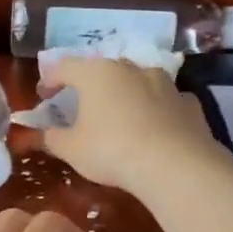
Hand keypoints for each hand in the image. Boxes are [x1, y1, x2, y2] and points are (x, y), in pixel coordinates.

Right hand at [39, 56, 217, 193]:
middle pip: (103, 70)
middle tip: (81, 105)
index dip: (50, 79)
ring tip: (120, 116)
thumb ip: (53, 138)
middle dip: (90, 86)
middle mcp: (131, 68)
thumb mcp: (72, 150)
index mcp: (96, 73)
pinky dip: (155, 109)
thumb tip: (45, 133)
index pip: (65, 67)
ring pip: (137, 82)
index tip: (44, 95)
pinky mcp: (188, 101)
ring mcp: (164, 82)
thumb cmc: (111, 151)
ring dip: (125, 94)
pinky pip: (164, 101)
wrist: (174, 165)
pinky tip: (153, 128)